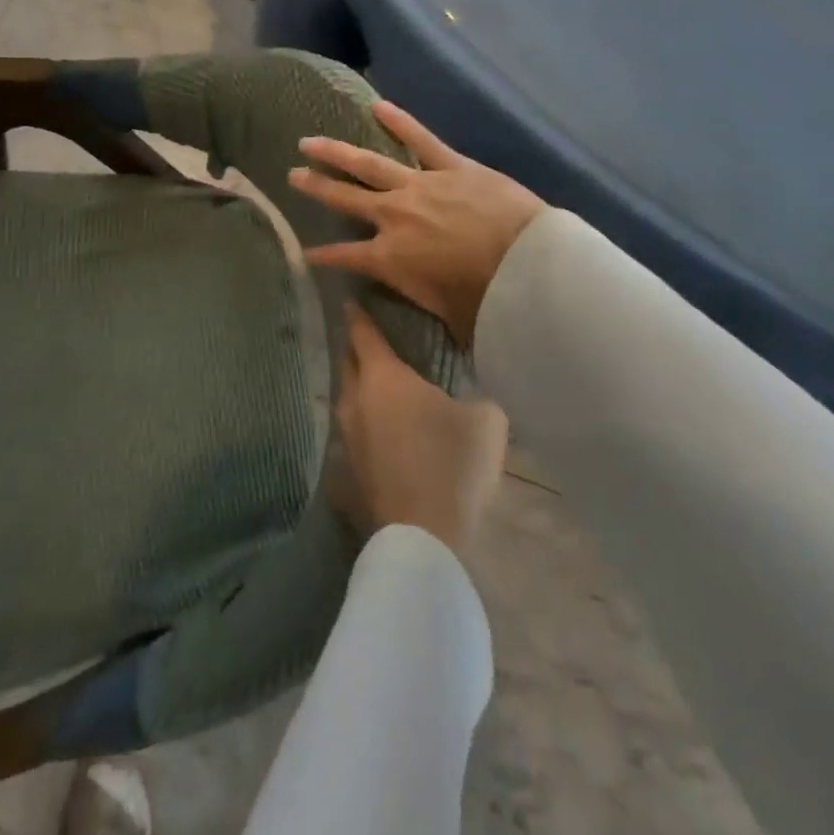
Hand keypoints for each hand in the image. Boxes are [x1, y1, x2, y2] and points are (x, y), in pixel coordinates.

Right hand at [288, 101, 545, 346]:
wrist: (529, 266)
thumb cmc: (487, 302)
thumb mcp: (443, 317)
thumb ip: (420, 304)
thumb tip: (413, 307)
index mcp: (390, 258)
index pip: (343, 257)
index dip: (321, 257)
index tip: (303, 253)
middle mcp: (394, 217)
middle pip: (345, 199)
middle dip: (316, 188)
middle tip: (292, 175)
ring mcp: (420, 186)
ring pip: (369, 164)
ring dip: (337, 153)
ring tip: (310, 141)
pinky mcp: (452, 166)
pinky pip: (421, 140)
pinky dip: (400, 122)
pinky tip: (377, 105)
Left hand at [334, 306, 507, 552]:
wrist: (425, 533)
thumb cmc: (453, 463)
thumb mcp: (486, 419)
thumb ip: (476, 394)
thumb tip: (472, 392)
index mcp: (384, 377)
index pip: (364, 334)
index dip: (358, 316)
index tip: (351, 301)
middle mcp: (356, 399)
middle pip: (348, 363)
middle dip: (355, 347)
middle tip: (367, 338)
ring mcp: (347, 437)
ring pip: (347, 398)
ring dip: (357, 386)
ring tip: (375, 383)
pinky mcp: (349, 469)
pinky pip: (352, 432)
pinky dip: (362, 422)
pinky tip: (377, 430)